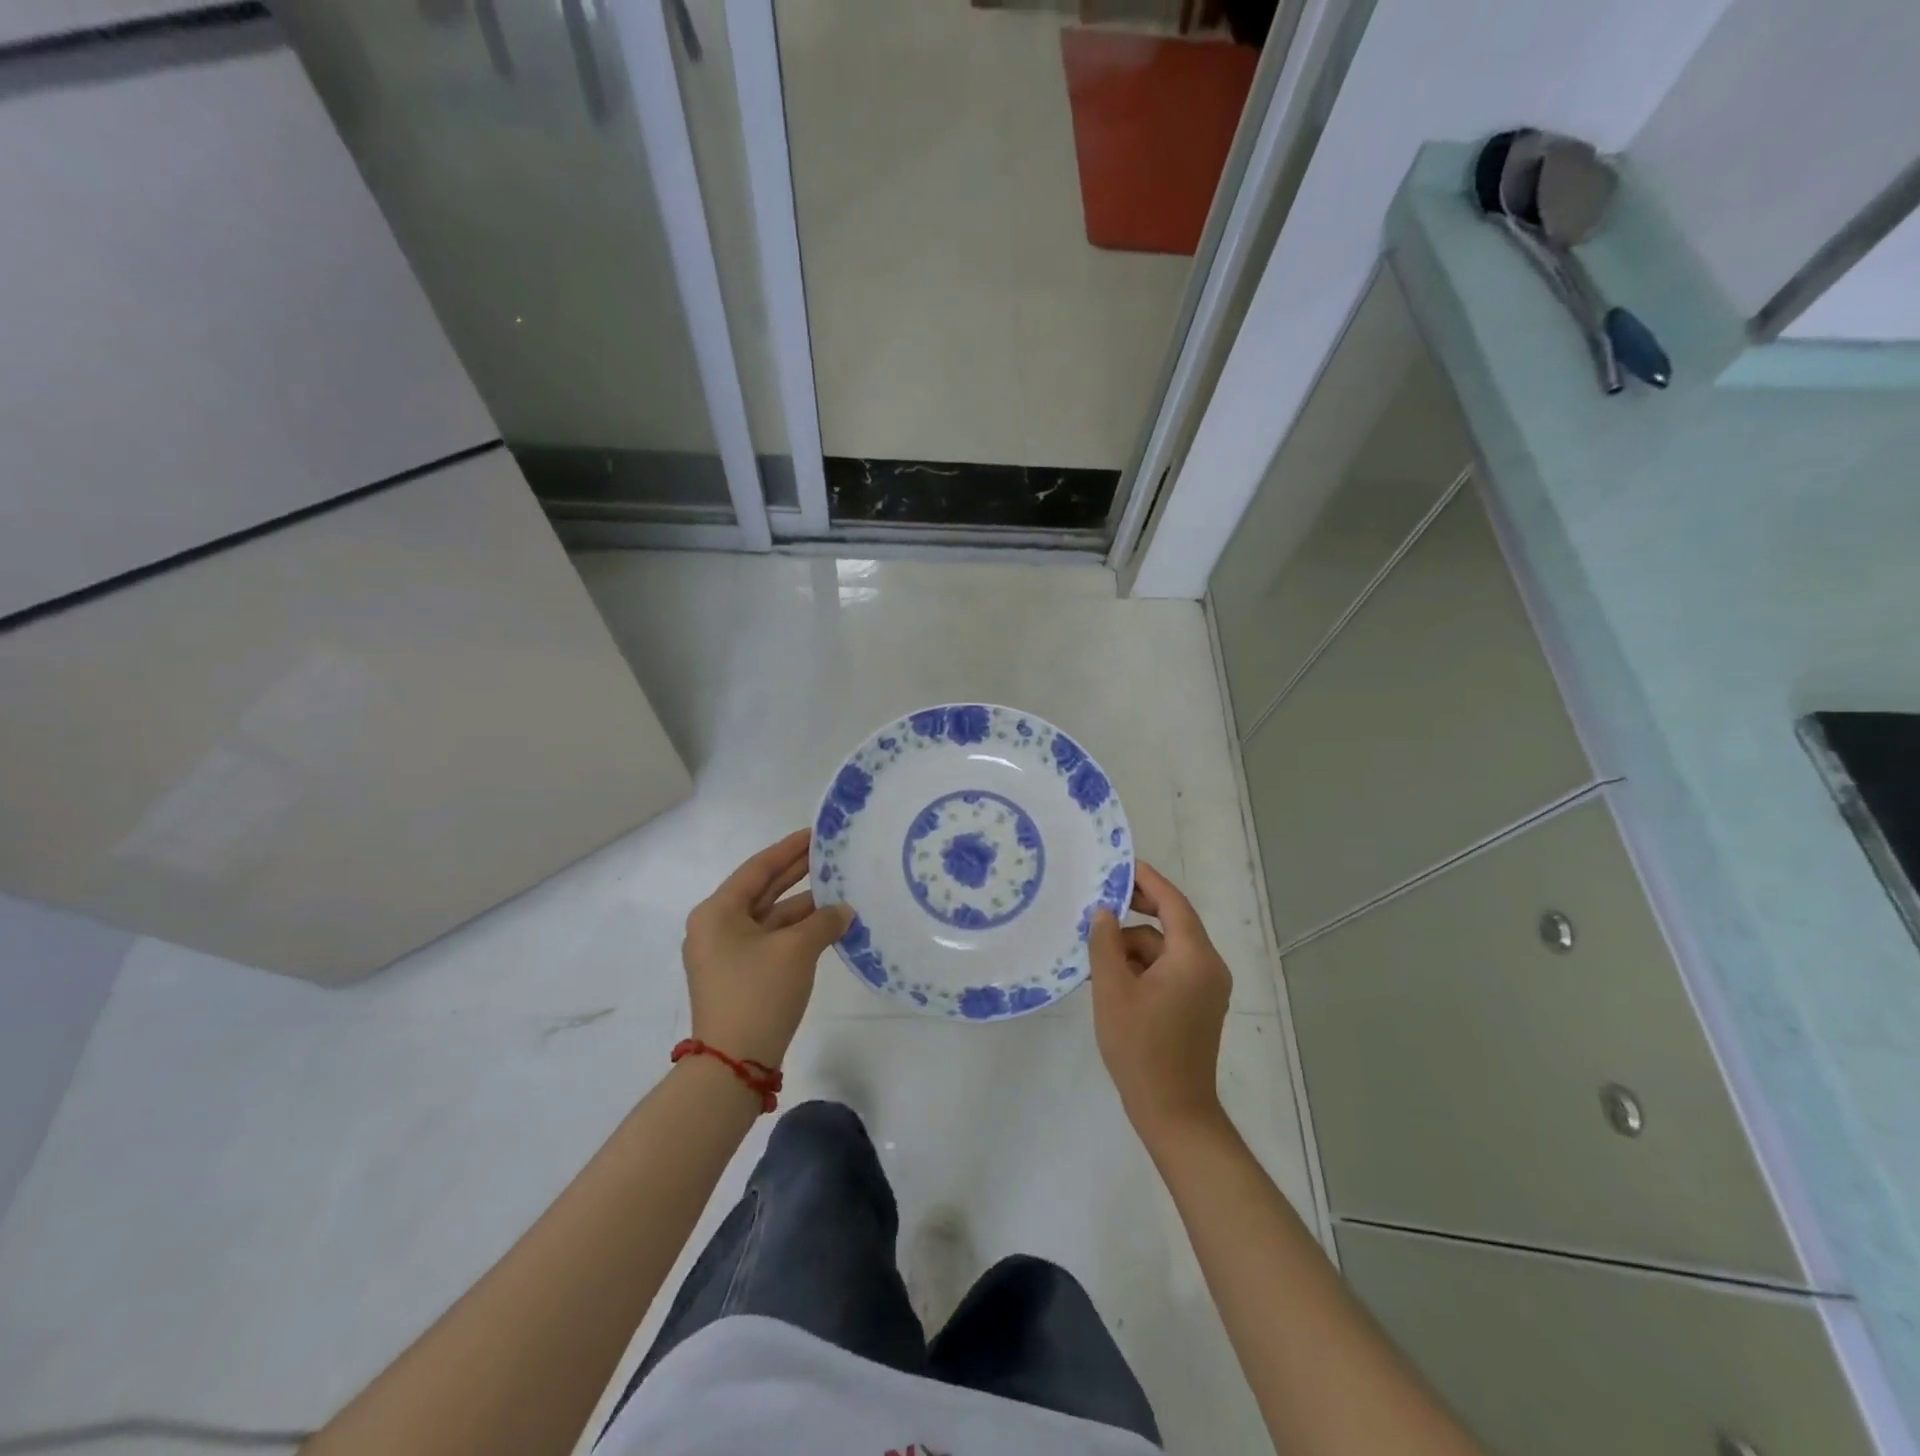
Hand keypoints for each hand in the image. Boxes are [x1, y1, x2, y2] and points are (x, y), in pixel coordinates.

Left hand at [682, 829, 852, 1069]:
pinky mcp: (740, 975)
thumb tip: (844, 911)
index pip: (758, 868)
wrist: (734, 1064)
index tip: (816, 834)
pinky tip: (828, 925)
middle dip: (797, 873)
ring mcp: (727, 953)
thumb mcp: (796, 950)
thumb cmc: (758, 992)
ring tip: (840, 890)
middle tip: (830, 854)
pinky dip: (798, 931)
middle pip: (762, 890)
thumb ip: (824, 922)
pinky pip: (772, 940)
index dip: (789, 849)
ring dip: (803, 906)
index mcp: (718, 912)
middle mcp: (717, 927)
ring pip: (770, 918)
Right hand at [1089, 860, 1232, 1143]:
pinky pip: (1170, 970)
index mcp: (1194, 957)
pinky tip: (1114, 980)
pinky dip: (1144, 967)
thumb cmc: (1141, 1048)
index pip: (1173, 903)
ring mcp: (1207, 988)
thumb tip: (1103, 912)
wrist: (1173, 1112)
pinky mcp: (1199, 1006)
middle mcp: (1209, 967)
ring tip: (1097, 961)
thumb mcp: (1113, 990)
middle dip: (1136, 915)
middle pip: (1171, 925)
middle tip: (1100, 905)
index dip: (1148, 881)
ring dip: (1134, 948)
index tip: (1122, 864)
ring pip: (1166, 950)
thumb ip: (1106, 944)